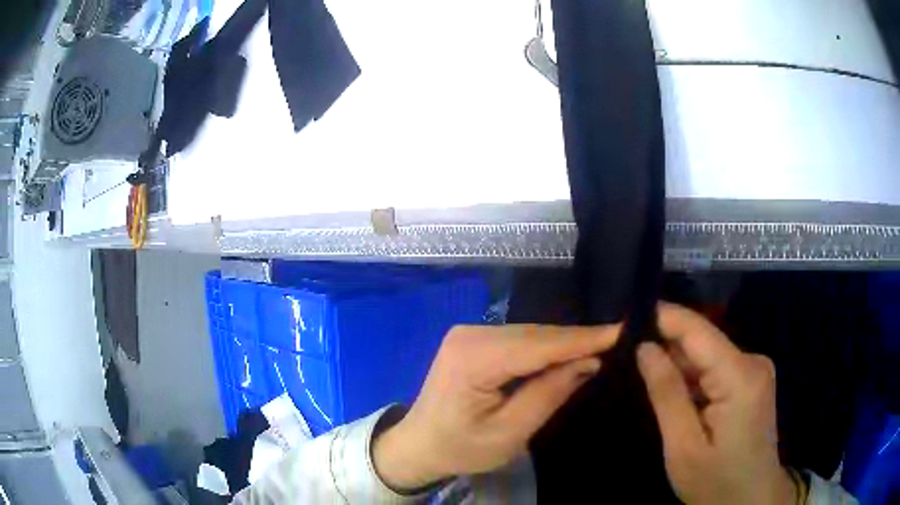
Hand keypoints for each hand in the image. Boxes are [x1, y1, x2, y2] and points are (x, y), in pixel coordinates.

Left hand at [373, 324, 619, 490]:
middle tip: (618, 340)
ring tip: (601, 346)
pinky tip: (567, 352)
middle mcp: (470, 334)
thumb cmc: (460, 448)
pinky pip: (519, 339)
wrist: (418, 444)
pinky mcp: (473, 339)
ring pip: (530, 334)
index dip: (582, 338)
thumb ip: (548, 395)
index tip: (621, 330)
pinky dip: (545, 347)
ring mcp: (469, 333)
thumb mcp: (508, 433)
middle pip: (535, 334)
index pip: (539, 344)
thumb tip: (588, 362)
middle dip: (576, 339)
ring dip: (563, 343)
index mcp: (473, 359)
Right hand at [637, 303, 795, 504]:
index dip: (661, 316)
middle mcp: (752, 361)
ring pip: (707, 355)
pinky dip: (692, 378)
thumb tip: (645, 347)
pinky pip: (716, 369)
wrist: (751, 500)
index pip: (696, 329)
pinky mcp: (751, 381)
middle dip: (665, 344)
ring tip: (641, 371)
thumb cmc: (716, 482)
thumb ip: (667, 393)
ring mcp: (755, 370)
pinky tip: (672, 391)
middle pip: (702, 341)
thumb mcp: (683, 447)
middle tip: (624, 352)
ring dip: (677, 364)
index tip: (625, 317)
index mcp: (740, 375)